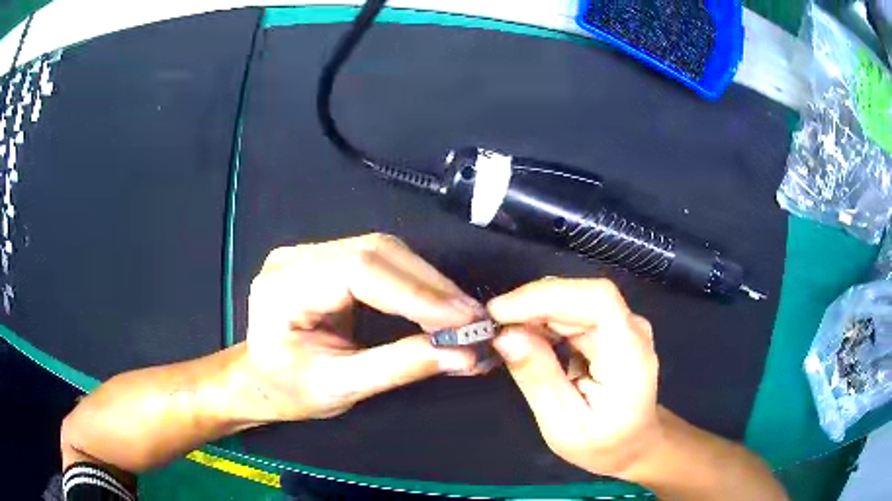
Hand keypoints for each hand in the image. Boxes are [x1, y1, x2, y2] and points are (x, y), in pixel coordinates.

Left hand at [245, 233, 482, 421]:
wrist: (260, 380)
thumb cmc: (288, 390)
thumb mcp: (341, 387)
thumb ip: (400, 367)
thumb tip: (464, 355)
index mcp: (285, 286)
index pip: (360, 271)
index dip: (418, 293)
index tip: (464, 320)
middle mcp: (296, 257)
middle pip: (376, 252)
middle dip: (430, 287)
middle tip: (473, 318)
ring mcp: (311, 253)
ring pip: (383, 251)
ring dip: (427, 282)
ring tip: (461, 314)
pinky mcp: (327, 260)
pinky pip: (379, 260)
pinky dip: (413, 282)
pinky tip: (436, 303)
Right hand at [488, 277, 660, 478]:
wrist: (635, 444)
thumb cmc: (604, 444)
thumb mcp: (564, 425)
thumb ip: (538, 379)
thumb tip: (504, 336)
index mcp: (629, 357)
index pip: (598, 301)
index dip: (548, 297)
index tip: (501, 312)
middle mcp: (631, 329)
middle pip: (581, 296)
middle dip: (531, 305)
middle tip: (490, 326)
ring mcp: (623, 324)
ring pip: (574, 299)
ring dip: (534, 310)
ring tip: (501, 331)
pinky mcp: (611, 327)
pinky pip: (574, 311)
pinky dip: (544, 318)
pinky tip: (524, 335)